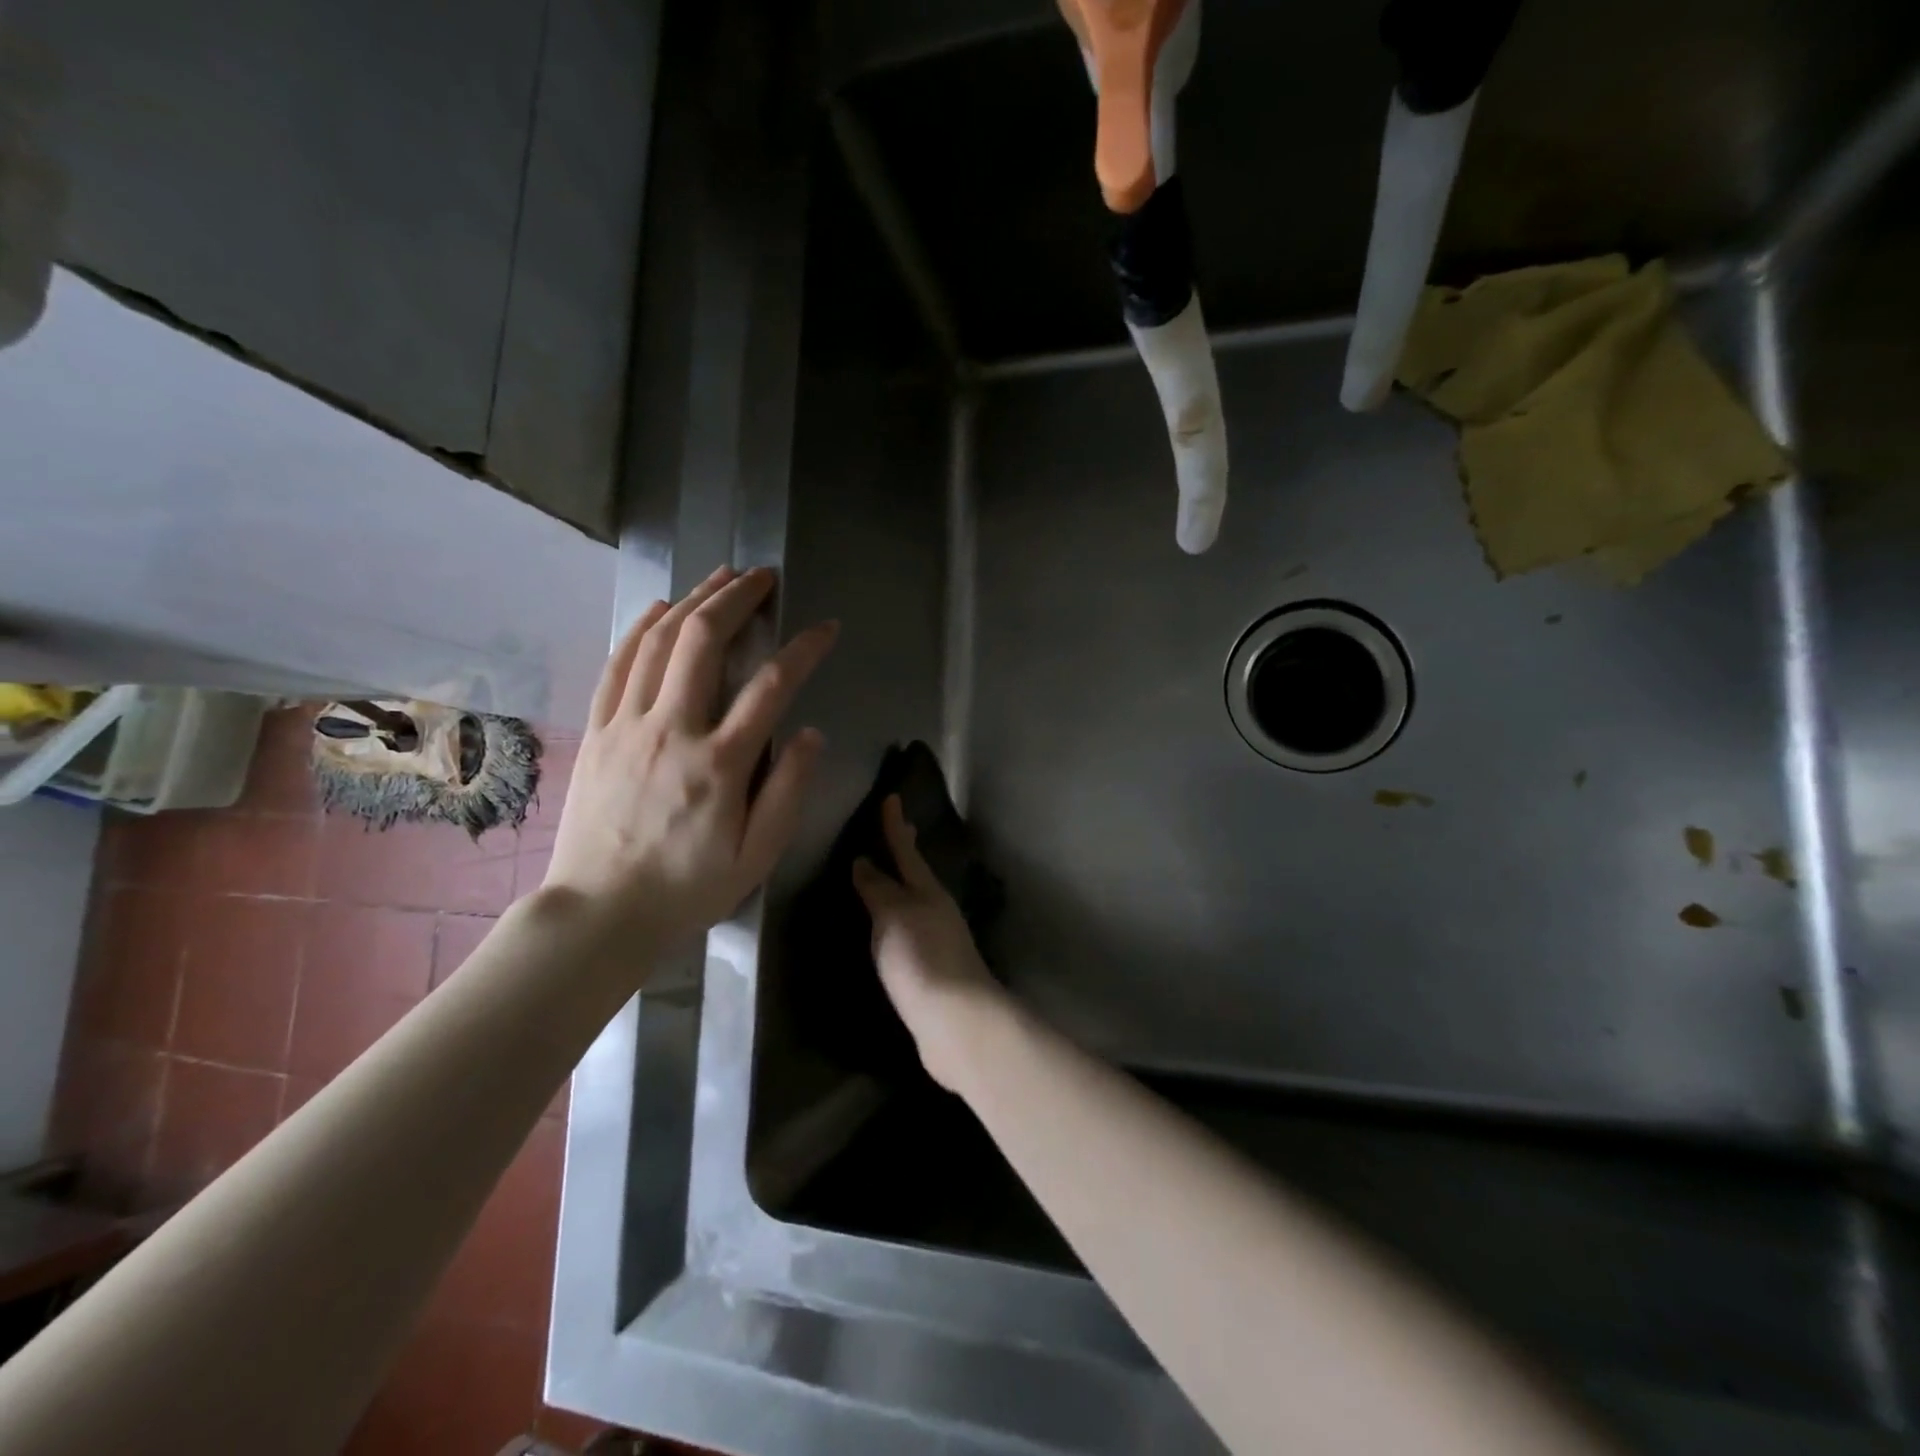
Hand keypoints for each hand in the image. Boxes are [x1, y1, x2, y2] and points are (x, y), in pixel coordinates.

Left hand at [545, 564, 837, 950]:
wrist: (599, 913)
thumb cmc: (688, 888)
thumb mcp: (757, 856)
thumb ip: (787, 791)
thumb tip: (810, 733)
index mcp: (719, 764)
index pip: (771, 686)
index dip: (803, 649)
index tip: (825, 628)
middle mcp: (671, 731)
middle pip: (703, 641)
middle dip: (737, 598)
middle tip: (764, 576)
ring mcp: (626, 727)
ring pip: (658, 642)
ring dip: (692, 601)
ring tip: (720, 577)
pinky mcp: (597, 733)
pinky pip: (618, 665)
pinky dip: (641, 628)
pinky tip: (659, 609)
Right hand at [852, 795, 1007, 1090]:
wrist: (955, 1023)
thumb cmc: (922, 958)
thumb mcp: (894, 915)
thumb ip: (878, 888)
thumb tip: (864, 862)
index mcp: (928, 891)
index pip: (906, 850)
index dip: (895, 825)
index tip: (891, 797)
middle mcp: (935, 910)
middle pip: (915, 873)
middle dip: (903, 851)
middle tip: (894, 829)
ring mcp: (936, 941)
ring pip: (913, 901)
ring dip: (899, 885)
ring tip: (882, 875)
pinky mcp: (930, 971)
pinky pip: (907, 931)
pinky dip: (895, 919)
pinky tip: (885, 928)